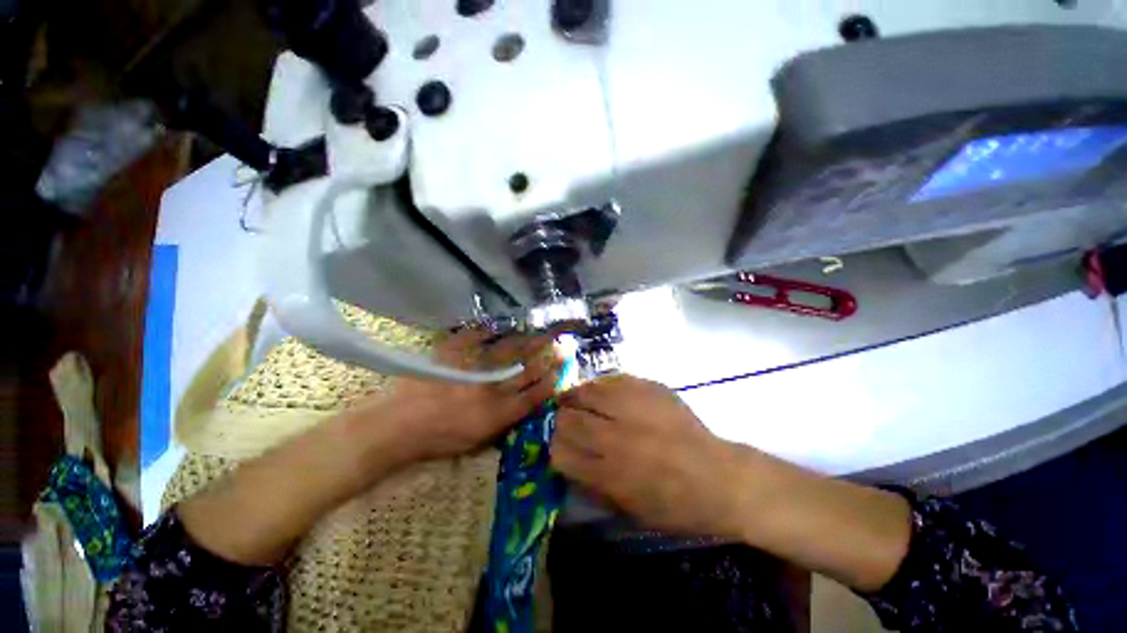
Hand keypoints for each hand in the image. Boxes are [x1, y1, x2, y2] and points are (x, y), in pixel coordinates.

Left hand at [360, 329, 561, 464]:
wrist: (395, 426)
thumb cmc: (436, 441)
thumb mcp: (476, 443)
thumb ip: (503, 423)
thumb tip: (521, 405)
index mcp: (496, 415)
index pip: (533, 395)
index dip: (550, 381)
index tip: (562, 368)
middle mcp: (490, 389)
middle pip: (526, 370)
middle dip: (547, 356)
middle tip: (562, 342)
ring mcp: (472, 369)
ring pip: (508, 352)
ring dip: (527, 342)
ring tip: (540, 332)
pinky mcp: (452, 354)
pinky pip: (475, 338)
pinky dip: (488, 331)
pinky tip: (498, 326)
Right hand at [553, 375, 912, 590]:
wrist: (721, 477)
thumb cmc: (677, 505)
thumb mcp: (629, 510)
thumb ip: (592, 484)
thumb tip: (566, 461)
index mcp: (608, 473)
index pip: (559, 453)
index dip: (552, 447)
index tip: (555, 445)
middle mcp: (615, 437)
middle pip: (567, 419)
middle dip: (559, 420)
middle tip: (562, 419)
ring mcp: (632, 408)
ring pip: (585, 392)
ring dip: (574, 397)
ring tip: (574, 398)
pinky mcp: (648, 388)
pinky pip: (610, 379)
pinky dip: (599, 385)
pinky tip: (601, 390)